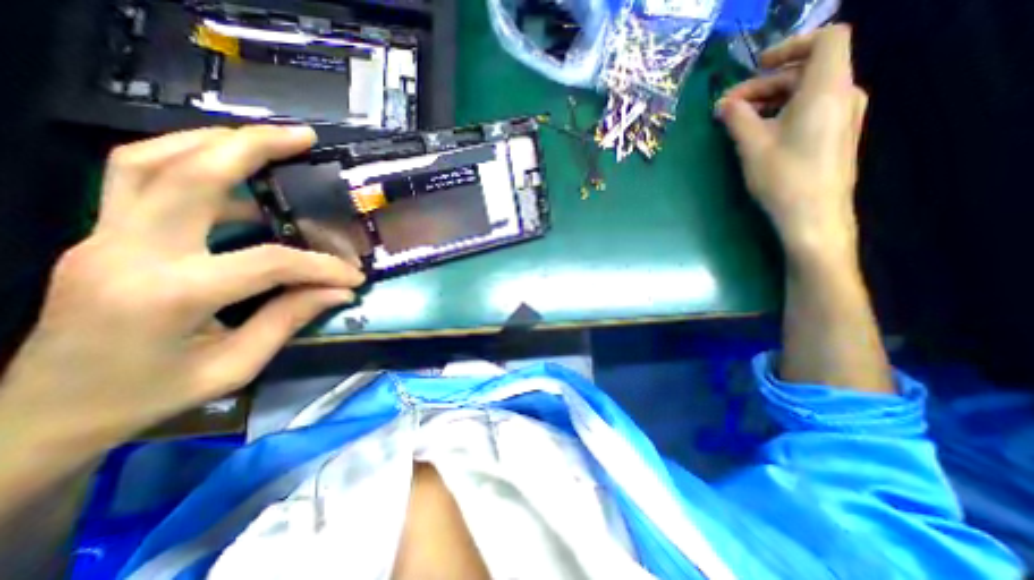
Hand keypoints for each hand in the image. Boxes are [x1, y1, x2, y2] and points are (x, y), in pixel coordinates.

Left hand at [0, 127, 366, 450]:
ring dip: (212, 142)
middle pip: (186, 174)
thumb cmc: (150, 396)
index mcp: (170, 295)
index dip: (322, 267)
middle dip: (251, 147)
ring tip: (265, 140)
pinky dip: (189, 162)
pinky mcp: (103, 236)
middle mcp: (129, 252)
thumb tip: (339, 292)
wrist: (43, 413)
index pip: (269, 262)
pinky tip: (232, 174)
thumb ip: (290, 319)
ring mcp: (103, 238)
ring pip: (147, 161)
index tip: (354, 276)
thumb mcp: (236, 366)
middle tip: (301, 137)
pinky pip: (139, 180)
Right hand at [721, 24, 866, 263]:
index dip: (790, 46)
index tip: (757, 66)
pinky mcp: (836, 134)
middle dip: (765, 84)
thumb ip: (738, 118)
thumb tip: (724, 103)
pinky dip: (784, 112)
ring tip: (739, 123)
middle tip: (729, 108)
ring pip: (807, 91)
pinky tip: (761, 134)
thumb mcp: (753, 146)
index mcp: (827, 89)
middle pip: (807, 70)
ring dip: (771, 100)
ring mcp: (844, 115)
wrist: (813, 217)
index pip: (825, 40)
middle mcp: (844, 94)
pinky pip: (812, 109)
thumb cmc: (783, 178)